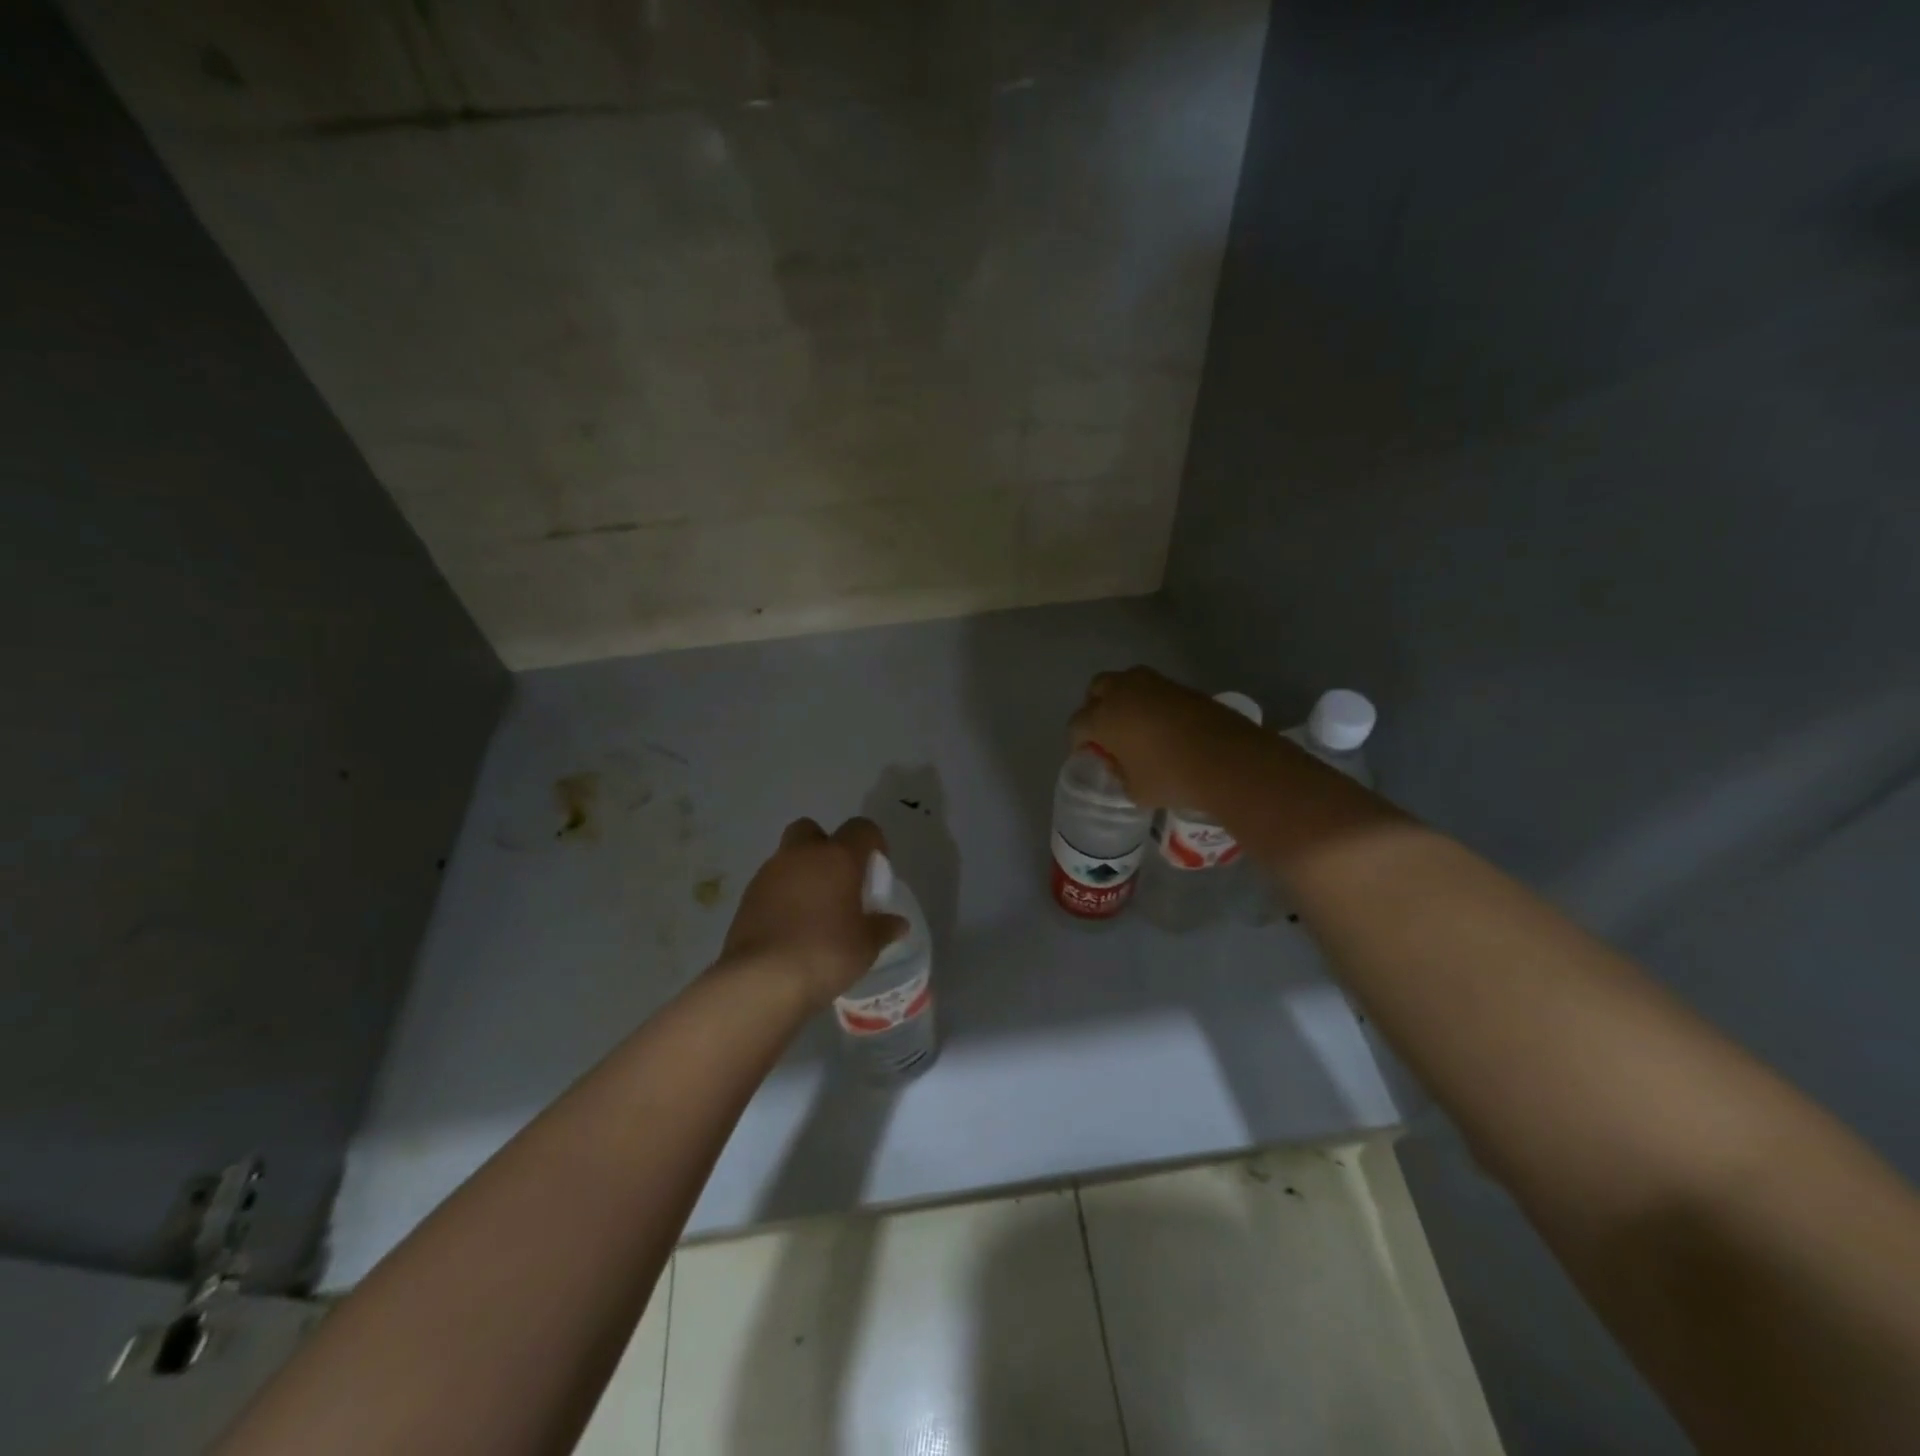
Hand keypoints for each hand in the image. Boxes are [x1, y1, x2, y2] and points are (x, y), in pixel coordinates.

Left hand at [718, 817, 909, 1008]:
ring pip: (789, 858)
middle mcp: (801, 855)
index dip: (873, 843)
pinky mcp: (747, 897)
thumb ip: (883, 929)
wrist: (761, 980)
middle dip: (826, 847)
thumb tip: (897, 923)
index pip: (861, 828)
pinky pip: (771, 885)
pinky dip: (782, 897)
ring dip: (802, 874)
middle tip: (838, 882)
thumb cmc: (825, 953)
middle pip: (813, 830)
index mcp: (837, 857)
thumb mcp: (865, 946)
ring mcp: (769, 874)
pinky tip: (790, 928)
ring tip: (814, 912)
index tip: (876, 870)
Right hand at [1068, 666, 1266, 809]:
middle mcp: (1123, 692)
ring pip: (1126, 681)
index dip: (1078, 741)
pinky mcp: (1182, 686)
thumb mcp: (1135, 790)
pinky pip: (1154, 688)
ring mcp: (1155, 684)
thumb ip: (1120, 774)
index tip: (1088, 755)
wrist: (1228, 761)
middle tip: (1106, 731)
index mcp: (1103, 717)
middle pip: (1097, 689)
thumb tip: (1119, 764)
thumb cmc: (1172, 778)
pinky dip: (1150, 701)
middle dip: (1095, 707)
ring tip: (1133, 723)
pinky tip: (1161, 723)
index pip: (1077, 724)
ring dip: (1123, 697)